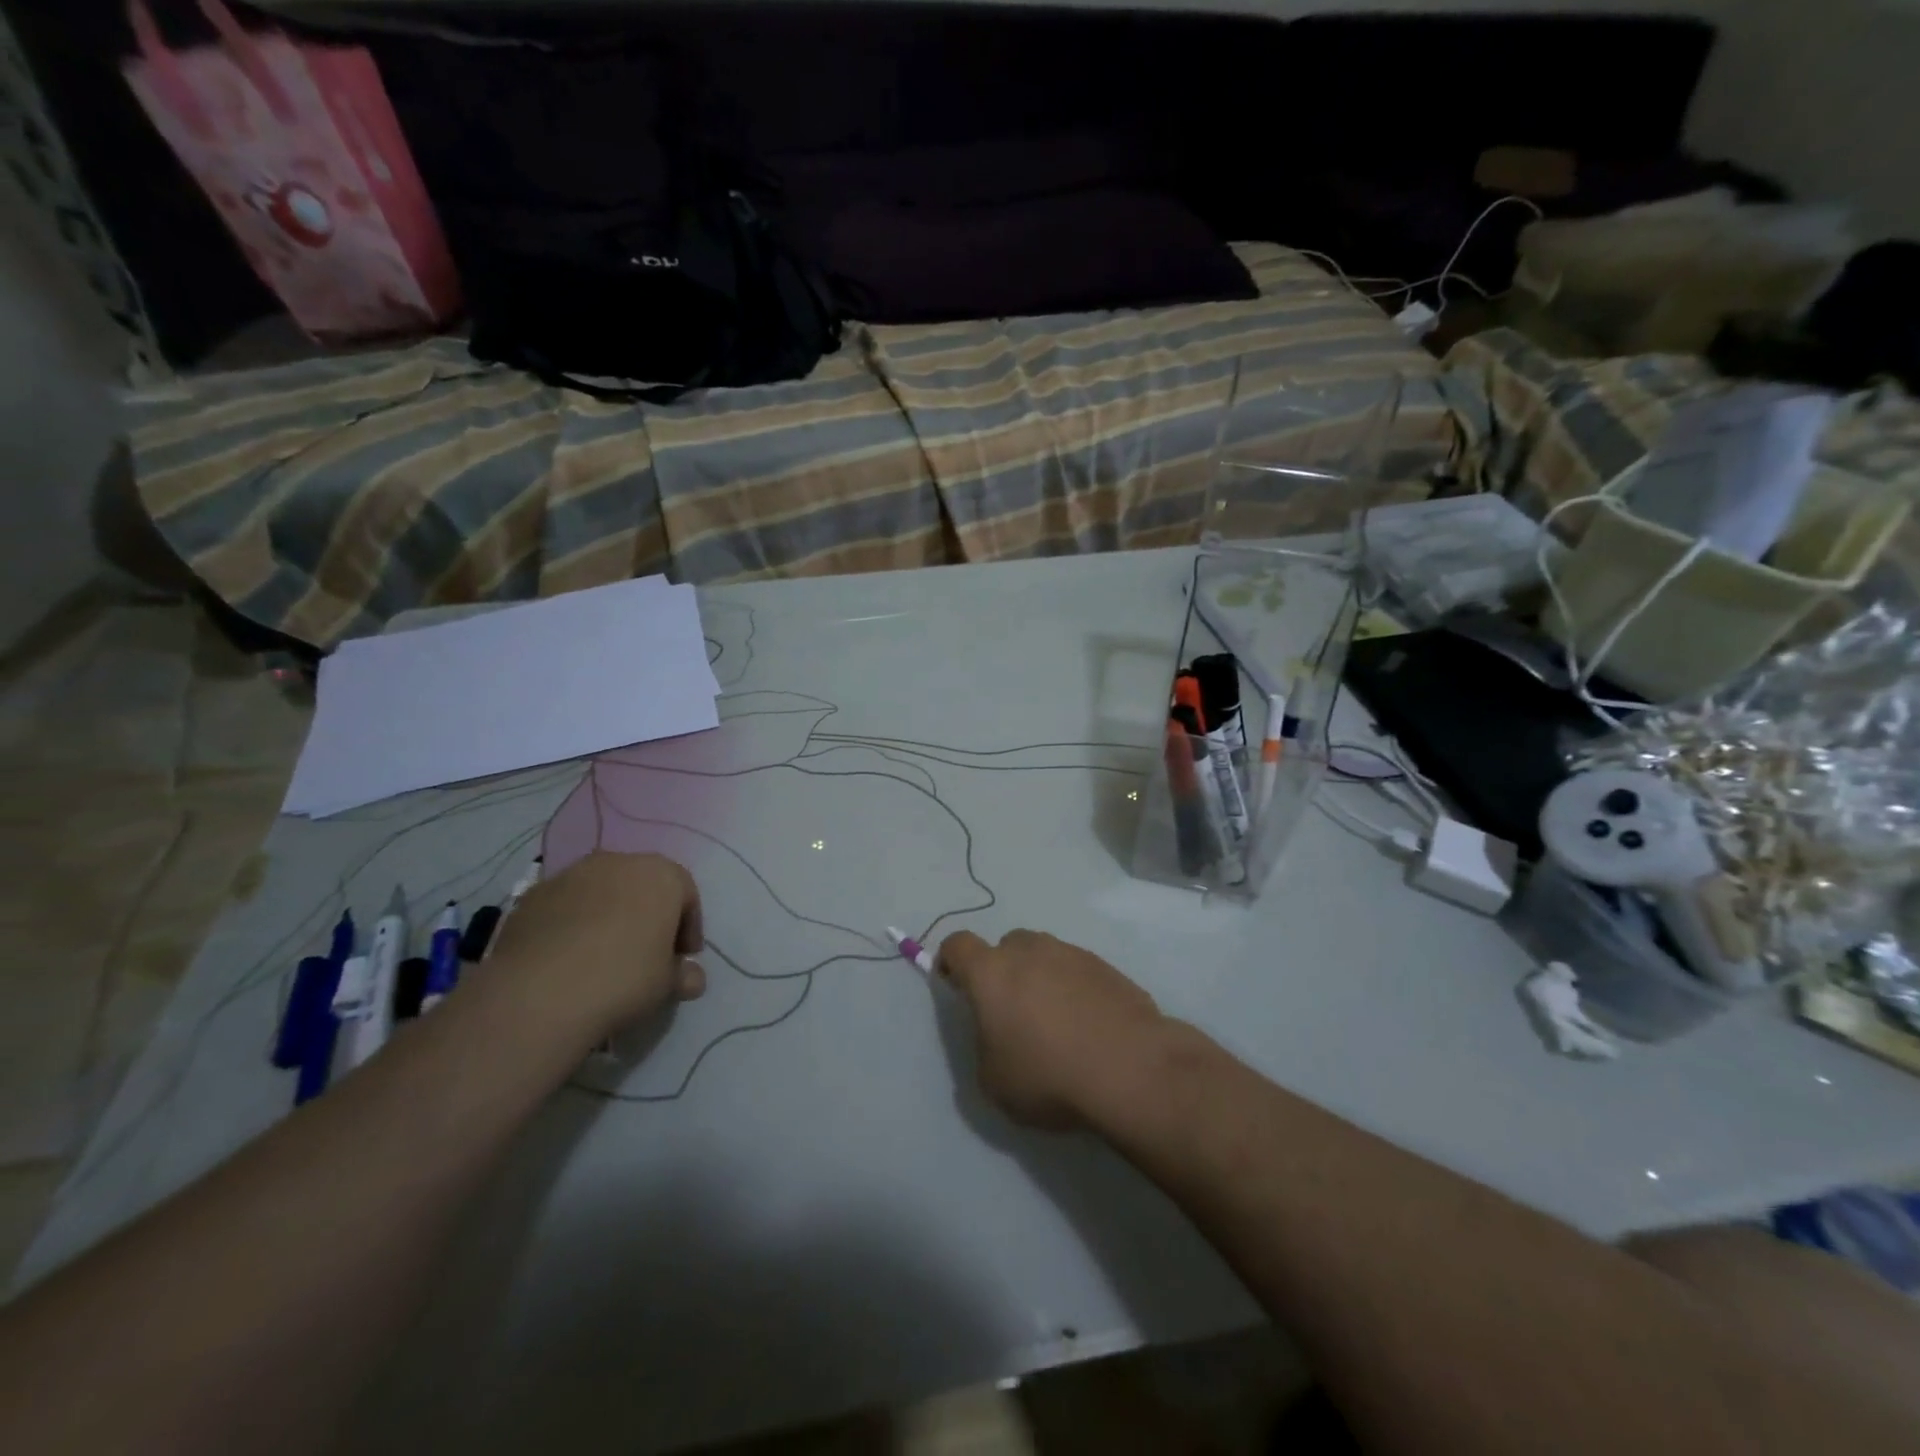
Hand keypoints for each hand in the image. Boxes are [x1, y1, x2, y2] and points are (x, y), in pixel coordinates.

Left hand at [487, 851, 704, 1040]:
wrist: (539, 994)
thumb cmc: (623, 979)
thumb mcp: (666, 984)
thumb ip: (682, 974)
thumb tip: (691, 977)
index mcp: (662, 875)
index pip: (687, 896)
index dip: (688, 928)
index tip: (682, 958)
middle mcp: (619, 862)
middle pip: (643, 886)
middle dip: (648, 915)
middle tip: (646, 953)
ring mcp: (572, 874)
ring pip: (602, 891)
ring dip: (609, 915)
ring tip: (603, 955)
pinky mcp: (534, 894)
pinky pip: (566, 905)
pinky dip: (573, 923)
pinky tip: (568, 957)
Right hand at [937, 930, 1166, 1128]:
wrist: (1131, 1068)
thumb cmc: (1048, 1075)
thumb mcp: (994, 1082)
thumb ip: (984, 1047)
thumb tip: (996, 1037)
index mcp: (991, 972)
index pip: (957, 945)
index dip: (951, 962)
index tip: (956, 987)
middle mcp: (1029, 950)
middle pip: (1006, 947)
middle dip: (1003, 971)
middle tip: (1012, 1012)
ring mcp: (1071, 953)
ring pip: (1044, 956)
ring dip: (1042, 979)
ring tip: (1056, 1023)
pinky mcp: (1106, 966)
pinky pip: (1078, 971)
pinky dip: (1074, 989)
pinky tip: (1088, 1026)